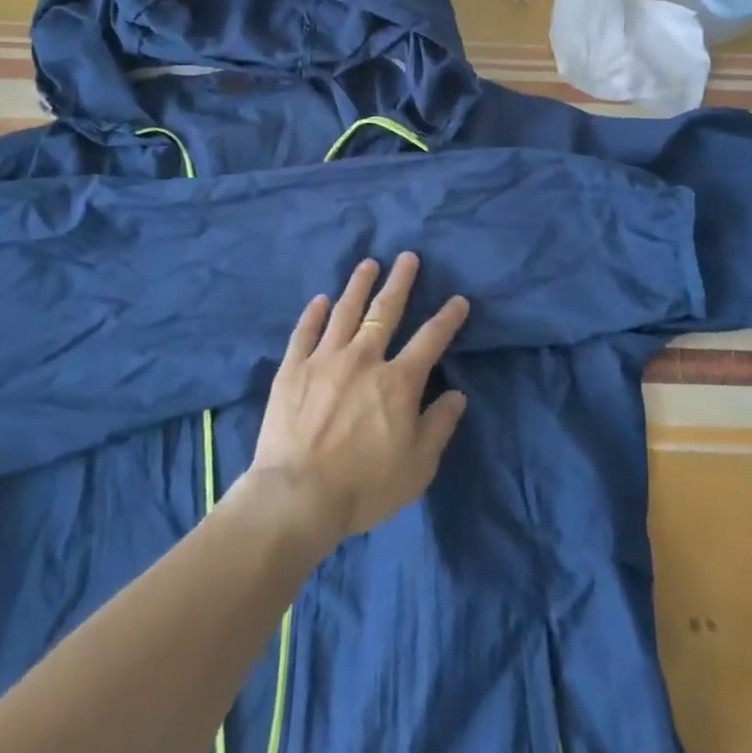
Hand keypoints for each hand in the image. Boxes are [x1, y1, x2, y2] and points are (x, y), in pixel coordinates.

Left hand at [240, 254, 469, 553]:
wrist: (298, 495)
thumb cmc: (365, 486)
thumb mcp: (418, 466)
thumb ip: (439, 426)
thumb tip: (457, 395)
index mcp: (398, 381)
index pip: (431, 340)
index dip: (448, 318)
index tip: (459, 301)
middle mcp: (364, 358)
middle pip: (385, 311)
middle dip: (400, 282)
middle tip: (408, 257)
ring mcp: (325, 359)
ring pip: (345, 311)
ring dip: (359, 285)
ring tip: (368, 264)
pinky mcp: (292, 369)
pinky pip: (305, 332)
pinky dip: (314, 313)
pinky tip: (321, 299)